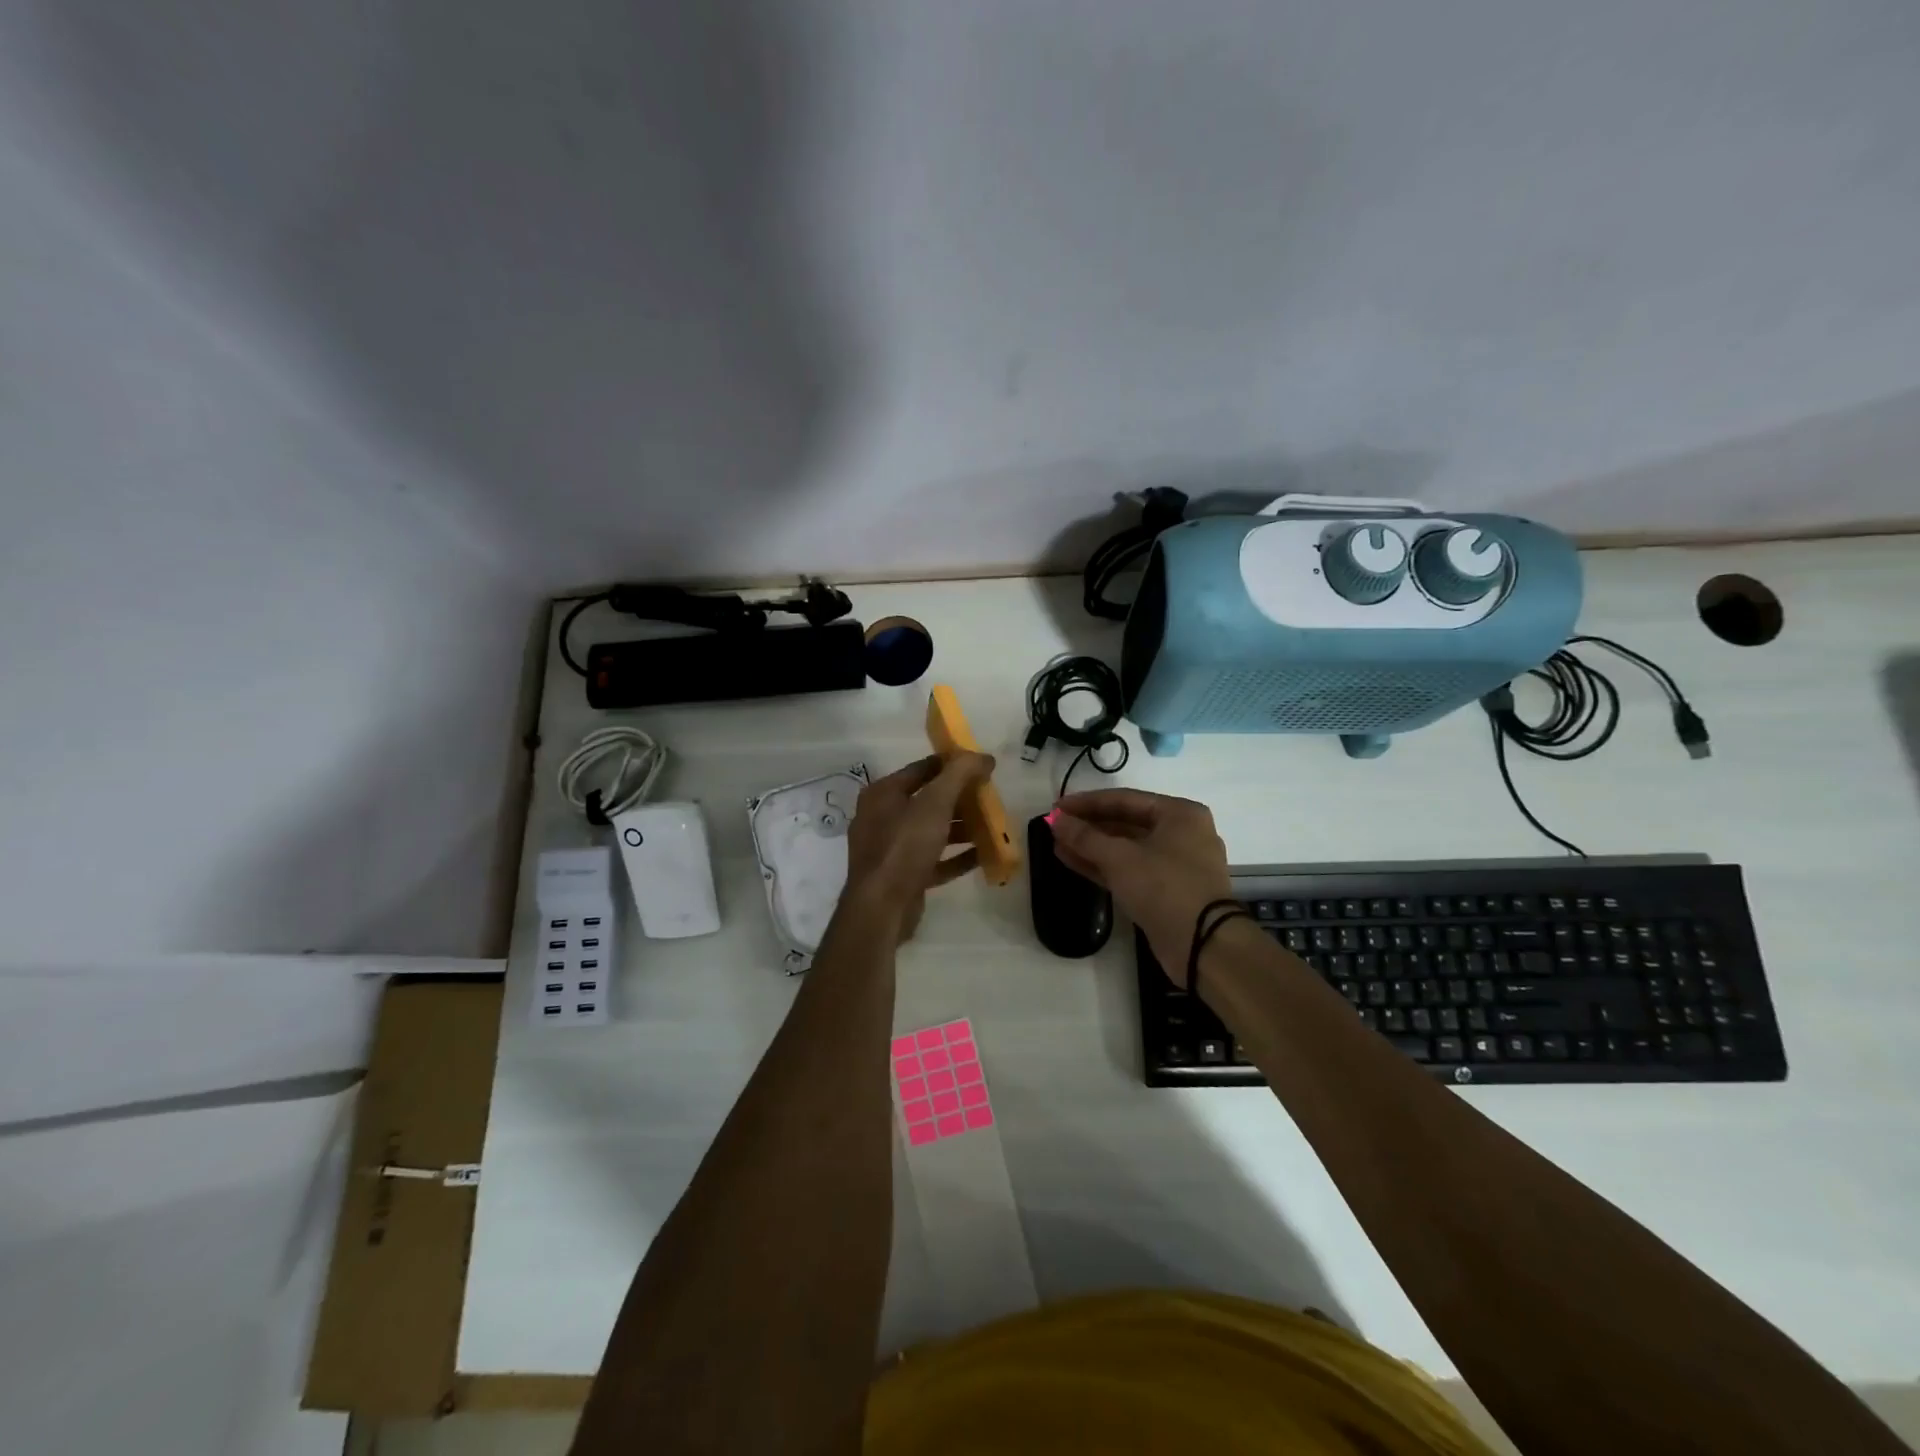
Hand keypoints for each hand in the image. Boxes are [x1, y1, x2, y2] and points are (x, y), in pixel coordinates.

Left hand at [842, 752, 993, 939]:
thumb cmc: (904, 846)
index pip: (921, 769)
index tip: (980, 766)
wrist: (881, 908)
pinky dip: (957, 857)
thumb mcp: (935, 803)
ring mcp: (891, 850)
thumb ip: (960, 775)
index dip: (951, 764)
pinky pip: (934, 860)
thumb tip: (984, 756)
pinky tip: (983, 856)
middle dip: (960, 799)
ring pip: (932, 832)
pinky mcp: (903, 877)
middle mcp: (882, 818)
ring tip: (992, 826)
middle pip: (928, 801)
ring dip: (961, 828)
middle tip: (989, 797)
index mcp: (883, 794)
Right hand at [1049, 788, 1234, 977]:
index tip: (1056, 806)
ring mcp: (1175, 864)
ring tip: (1057, 843)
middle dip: (1089, 825)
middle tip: (1055, 825)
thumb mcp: (1120, 857)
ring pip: (1126, 848)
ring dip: (1092, 846)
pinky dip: (1103, 865)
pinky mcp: (1166, 891)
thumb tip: (1055, 820)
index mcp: (1179, 814)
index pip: (1125, 799)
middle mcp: (1181, 834)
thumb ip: (1085, 836)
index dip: (1087, 802)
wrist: (1203, 945)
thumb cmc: (1164, 886)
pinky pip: (1129, 869)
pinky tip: (1071, 861)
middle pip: (1126, 822)